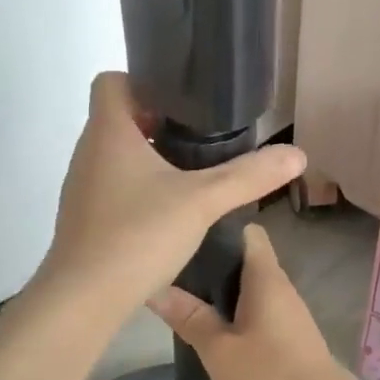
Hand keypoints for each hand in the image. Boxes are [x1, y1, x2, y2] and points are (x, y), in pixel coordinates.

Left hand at [36, 72, 304, 321]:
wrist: (84, 298)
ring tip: (189, 174)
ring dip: (148, 158)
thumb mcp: (202, 201)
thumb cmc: (138, 235)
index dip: (144, 82)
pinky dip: (136, 189)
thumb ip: (248, 175)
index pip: (111, 81)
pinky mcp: (83, 218)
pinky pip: (111, 187)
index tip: (182, 102)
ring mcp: (81, 187)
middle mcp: (88, 152)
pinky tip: (166, 213)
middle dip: (157, 122)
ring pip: (114, 155)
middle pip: (118, 118)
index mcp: (108, 132)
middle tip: (199, 138)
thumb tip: (298, 154)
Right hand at [146, 223, 351, 379]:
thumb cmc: (269, 377)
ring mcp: (286, 310)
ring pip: (248, 284)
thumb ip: (188, 316)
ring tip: (183, 294)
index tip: (185, 235)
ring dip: (220, 288)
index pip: (246, 230)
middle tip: (172, 267)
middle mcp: (279, 285)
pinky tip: (211, 324)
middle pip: (243, 257)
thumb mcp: (218, 350)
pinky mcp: (288, 333)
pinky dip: (234, 309)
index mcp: (265, 277)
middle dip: (210, 260)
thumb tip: (154, 287)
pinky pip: (256, 306)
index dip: (217, 227)